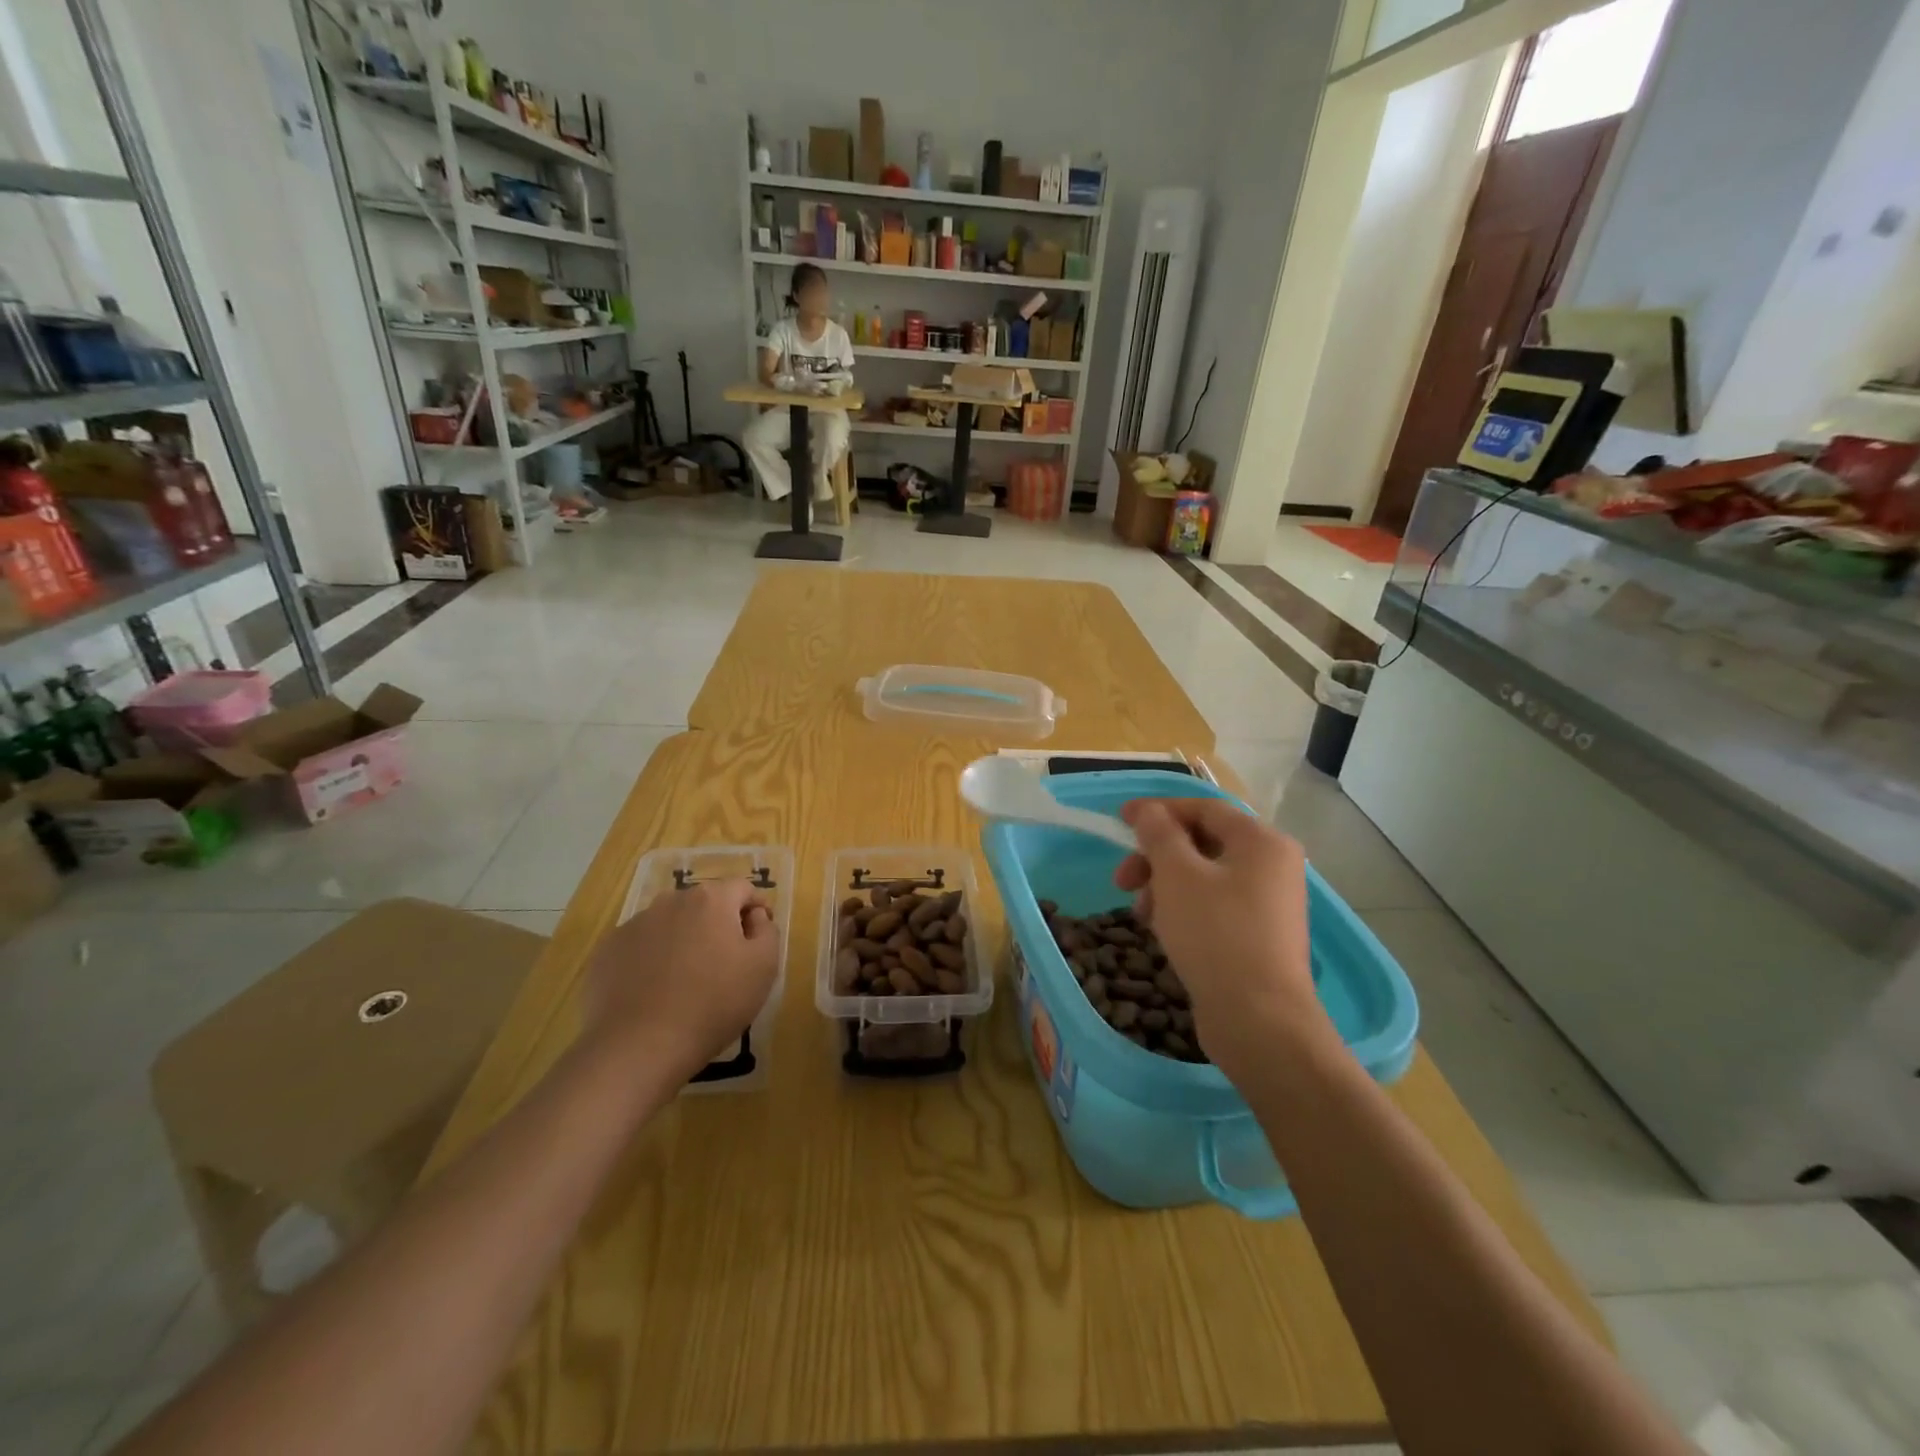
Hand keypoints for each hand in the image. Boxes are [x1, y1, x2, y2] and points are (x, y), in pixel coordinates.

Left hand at [581, 880, 779, 1082]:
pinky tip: (654, 993)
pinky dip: (652, 960)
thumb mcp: (764, 967)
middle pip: (704, 904)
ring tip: (686, 980)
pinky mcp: (606, 952)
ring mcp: (633, 925)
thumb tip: (754, 917)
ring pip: (670, 924)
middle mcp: (670, 901)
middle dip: (718, 925)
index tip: (758, 940)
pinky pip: (640, 947)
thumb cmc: (713, 1004)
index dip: (756, 910)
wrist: (638, 1047)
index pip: (742, 889)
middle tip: (725, 964)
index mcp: (711, 900)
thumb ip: (767, 931)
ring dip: (683, 941)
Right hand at [1113, 799, 1331, 1075]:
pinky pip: (1213, 906)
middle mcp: (1272, 865)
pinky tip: (1160, 931)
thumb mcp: (1177, 875)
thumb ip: (1158, 833)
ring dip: (1163, 886)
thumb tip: (1148, 810)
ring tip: (1140, 915)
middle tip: (1122, 880)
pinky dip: (1182, 909)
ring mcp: (1268, 903)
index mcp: (1261, 841)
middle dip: (1155, 857)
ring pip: (1203, 877)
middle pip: (1201, 843)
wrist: (1259, 1021)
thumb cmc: (1216, 935)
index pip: (1203, 808)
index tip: (1119, 820)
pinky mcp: (1258, 936)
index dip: (1157, 810)